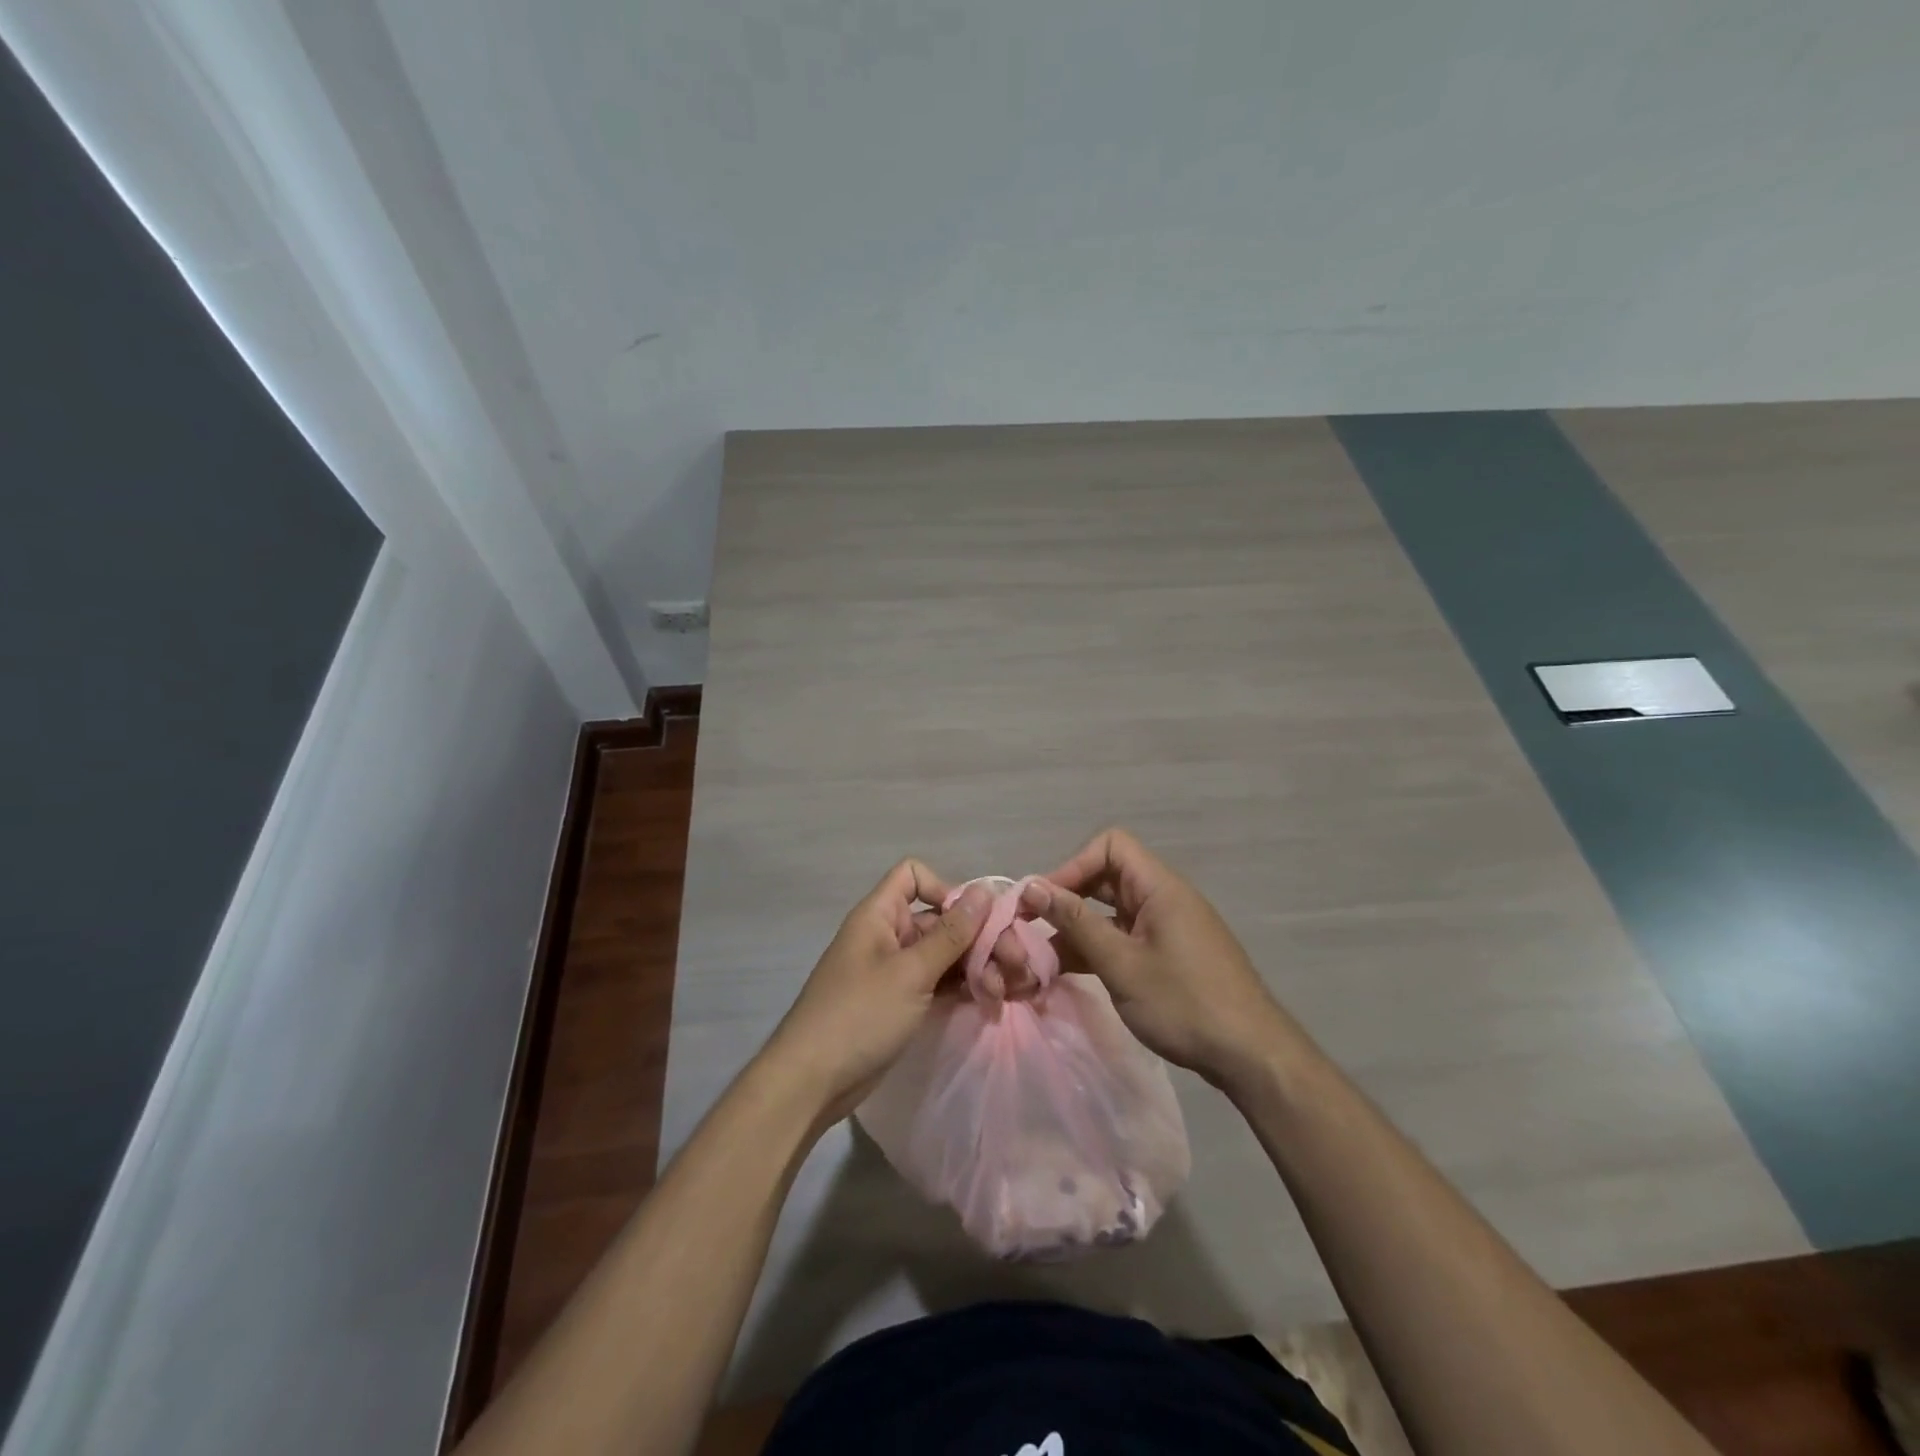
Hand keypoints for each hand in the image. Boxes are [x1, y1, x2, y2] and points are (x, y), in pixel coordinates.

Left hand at [762, 862, 992, 1127]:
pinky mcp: (903, 1002)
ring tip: (1006, 990)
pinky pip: (940, 982)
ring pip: (946, 954)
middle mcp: (889, 935)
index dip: (944, 889)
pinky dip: (964, 988)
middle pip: (941, 919)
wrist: (812, 1082)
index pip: (913, 876)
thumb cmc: (860, 1015)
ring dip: (978, 966)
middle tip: (1015, 963)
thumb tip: (984, 890)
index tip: (971, 921)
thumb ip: (951, 933)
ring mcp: (896, 971)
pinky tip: (992, 1002)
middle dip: (979, 937)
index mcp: (880, 915)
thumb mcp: (911, 972)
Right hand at [1018, 829, 1302, 1093]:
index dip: (1074, 865)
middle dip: (1068, 898)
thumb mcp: (1121, 963)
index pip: (1110, 846)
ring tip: (1041, 958)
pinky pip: (1124, 937)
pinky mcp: (1168, 955)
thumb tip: (1033, 886)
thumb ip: (1076, 923)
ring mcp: (1167, 928)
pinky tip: (1068, 973)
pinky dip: (1097, 949)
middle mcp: (1164, 898)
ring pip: (1112, 912)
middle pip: (1107, 877)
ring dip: (1077, 929)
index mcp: (1159, 887)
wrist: (1252, 1057)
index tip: (1045, 901)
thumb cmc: (1185, 1003)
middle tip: (1033, 927)